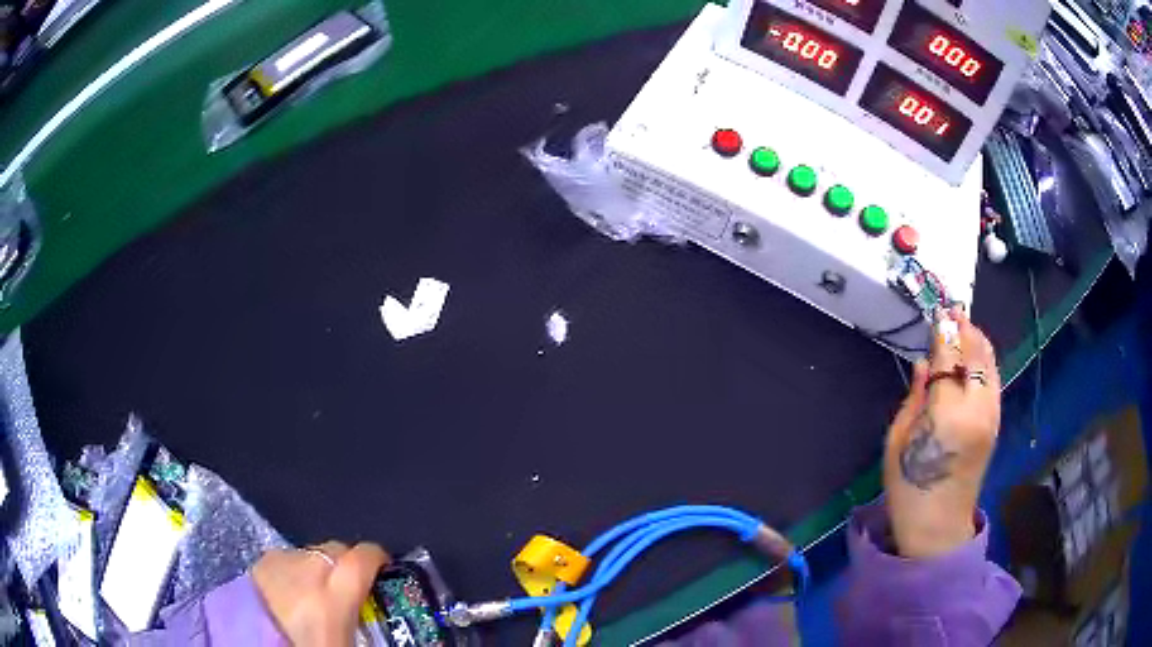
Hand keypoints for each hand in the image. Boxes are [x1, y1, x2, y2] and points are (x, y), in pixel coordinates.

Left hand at [252, 541, 389, 645]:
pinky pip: (287, 557)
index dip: (378, 558)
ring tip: (316, 591)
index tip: (383, 567)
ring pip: (310, 551)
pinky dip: (294, 568)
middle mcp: (307, 570)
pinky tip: (290, 590)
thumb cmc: (306, 646)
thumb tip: (386, 618)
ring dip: (319, 565)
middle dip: (347, 562)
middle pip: (336, 548)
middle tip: (349, 587)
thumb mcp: (345, 642)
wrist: (255, 646)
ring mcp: (280, 563)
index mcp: (333, 597)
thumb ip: (361, 620)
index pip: (363, 557)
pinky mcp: (259, 563)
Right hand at [883, 306, 1000, 558]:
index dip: (944, 332)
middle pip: (978, 355)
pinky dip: (986, 363)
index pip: (950, 357)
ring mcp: (991, 416)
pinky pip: (994, 381)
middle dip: (967, 329)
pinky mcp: (995, 424)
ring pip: (991, 365)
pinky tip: (974, 360)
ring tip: (966, 328)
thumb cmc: (908, 485)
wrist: (937, 525)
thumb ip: (915, 397)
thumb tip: (926, 364)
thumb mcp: (898, 439)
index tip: (938, 312)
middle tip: (954, 312)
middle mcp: (976, 408)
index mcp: (947, 413)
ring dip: (979, 343)